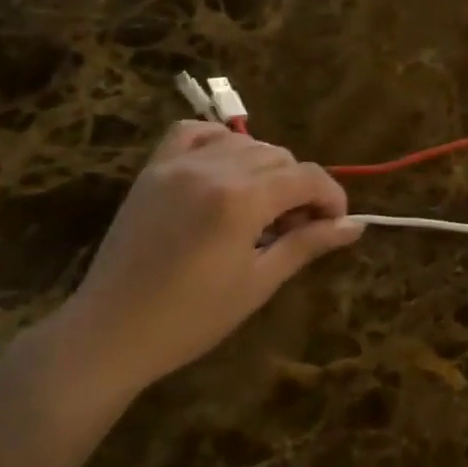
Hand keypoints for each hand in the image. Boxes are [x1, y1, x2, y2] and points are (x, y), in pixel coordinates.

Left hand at [37, 122, 362, 402]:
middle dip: (300, 187)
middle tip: (297, 228)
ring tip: (262, 208)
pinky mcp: (153, 170)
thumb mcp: (259, 283)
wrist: (111, 333)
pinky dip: (218, 142)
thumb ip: (308, 244)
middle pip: (280, 156)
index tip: (336, 226)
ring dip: (265, 168)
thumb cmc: (192, 319)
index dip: (332, 198)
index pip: (307, 177)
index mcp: (242, 199)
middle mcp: (213, 168)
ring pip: (243, 143)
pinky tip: (225, 171)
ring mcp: (178, 165)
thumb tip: (356, 226)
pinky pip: (192, 133)